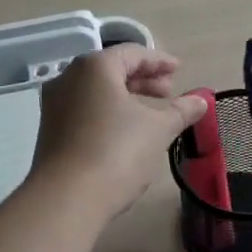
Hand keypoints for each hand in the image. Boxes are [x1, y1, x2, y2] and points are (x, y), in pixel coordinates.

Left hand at [31, 45, 208, 219]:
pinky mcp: (50, 131)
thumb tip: (202, 99)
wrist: (67, 199)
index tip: (179, 70)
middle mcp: (69, 78)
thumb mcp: (158, 129)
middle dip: (143, 79)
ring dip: (126, 97)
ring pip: (96, 91)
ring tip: (151, 113)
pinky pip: (85, 109)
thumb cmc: (117, 152)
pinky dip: (108, 112)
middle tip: (169, 92)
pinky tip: (125, 132)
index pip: (132, 53)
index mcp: (94, 67)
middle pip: (111, 70)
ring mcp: (55, 105)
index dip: (159, 61)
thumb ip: (181, 110)